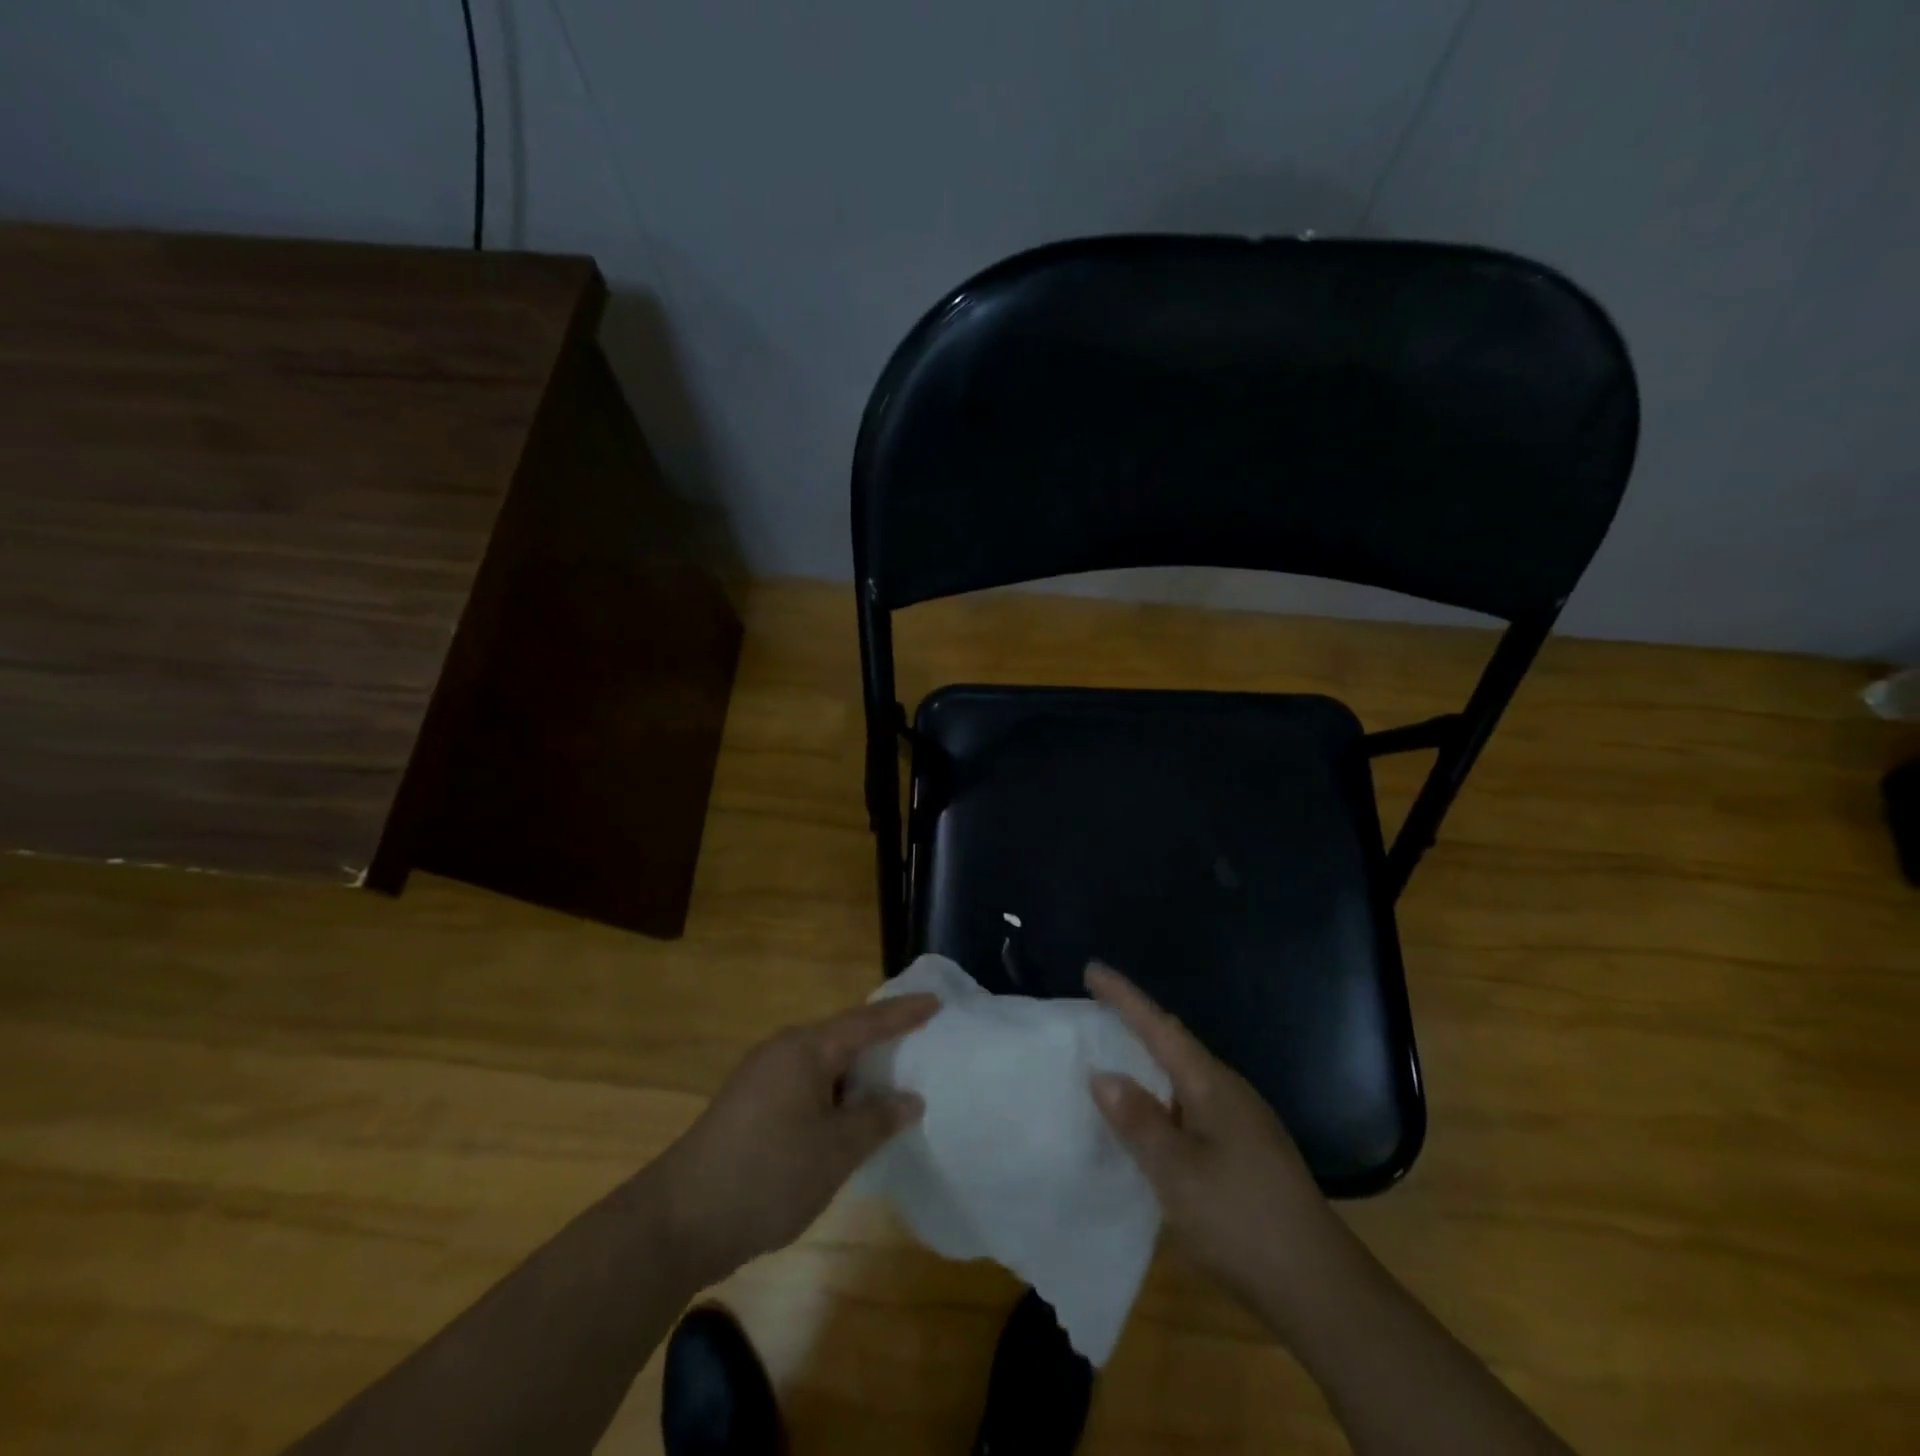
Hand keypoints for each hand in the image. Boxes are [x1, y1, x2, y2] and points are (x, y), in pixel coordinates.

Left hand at [653, 993, 937, 1283]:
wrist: (678, 1222)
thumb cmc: (767, 1175)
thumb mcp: (835, 1150)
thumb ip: (877, 1119)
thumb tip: (910, 1098)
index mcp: (805, 1049)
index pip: (866, 1022)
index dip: (903, 1014)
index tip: (936, 1002)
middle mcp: (783, 1051)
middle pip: (844, 1037)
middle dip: (882, 1041)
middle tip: (922, 1039)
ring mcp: (762, 1078)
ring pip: (824, 1065)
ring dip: (857, 1073)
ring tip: (894, 1080)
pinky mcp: (751, 1106)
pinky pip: (806, 1085)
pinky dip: (835, 1094)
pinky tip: (850, 1117)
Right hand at [1086, 963, 1342, 1312]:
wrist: (1321, 1289)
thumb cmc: (1241, 1220)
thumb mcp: (1177, 1173)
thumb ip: (1138, 1121)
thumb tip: (1103, 1074)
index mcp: (1211, 1085)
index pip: (1159, 1027)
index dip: (1124, 997)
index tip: (1092, 969)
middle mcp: (1229, 1091)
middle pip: (1175, 1043)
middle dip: (1136, 1022)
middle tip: (1097, 1009)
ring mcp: (1244, 1121)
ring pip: (1185, 1075)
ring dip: (1150, 1060)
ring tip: (1115, 1057)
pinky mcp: (1248, 1150)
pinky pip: (1193, 1103)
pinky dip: (1164, 1096)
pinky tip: (1152, 1120)